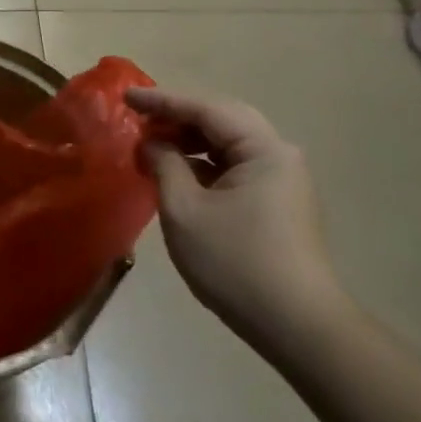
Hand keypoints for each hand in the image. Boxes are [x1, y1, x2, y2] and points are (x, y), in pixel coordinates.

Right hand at [127, 87, 345, 356]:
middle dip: (177, 116)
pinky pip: (235, 167)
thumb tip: (152, 143)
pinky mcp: (277, 203)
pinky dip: (203, 163)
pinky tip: (177, 172)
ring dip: (189, 141)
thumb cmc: (235, 262)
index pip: (207, 109)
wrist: (295, 325)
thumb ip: (165, 164)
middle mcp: (279, 155)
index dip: (162, 100)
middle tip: (138, 118)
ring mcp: (282, 180)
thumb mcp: (185, 210)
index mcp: (263, 149)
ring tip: (150, 144)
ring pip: (229, 144)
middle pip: (222, 120)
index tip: (125, 97)